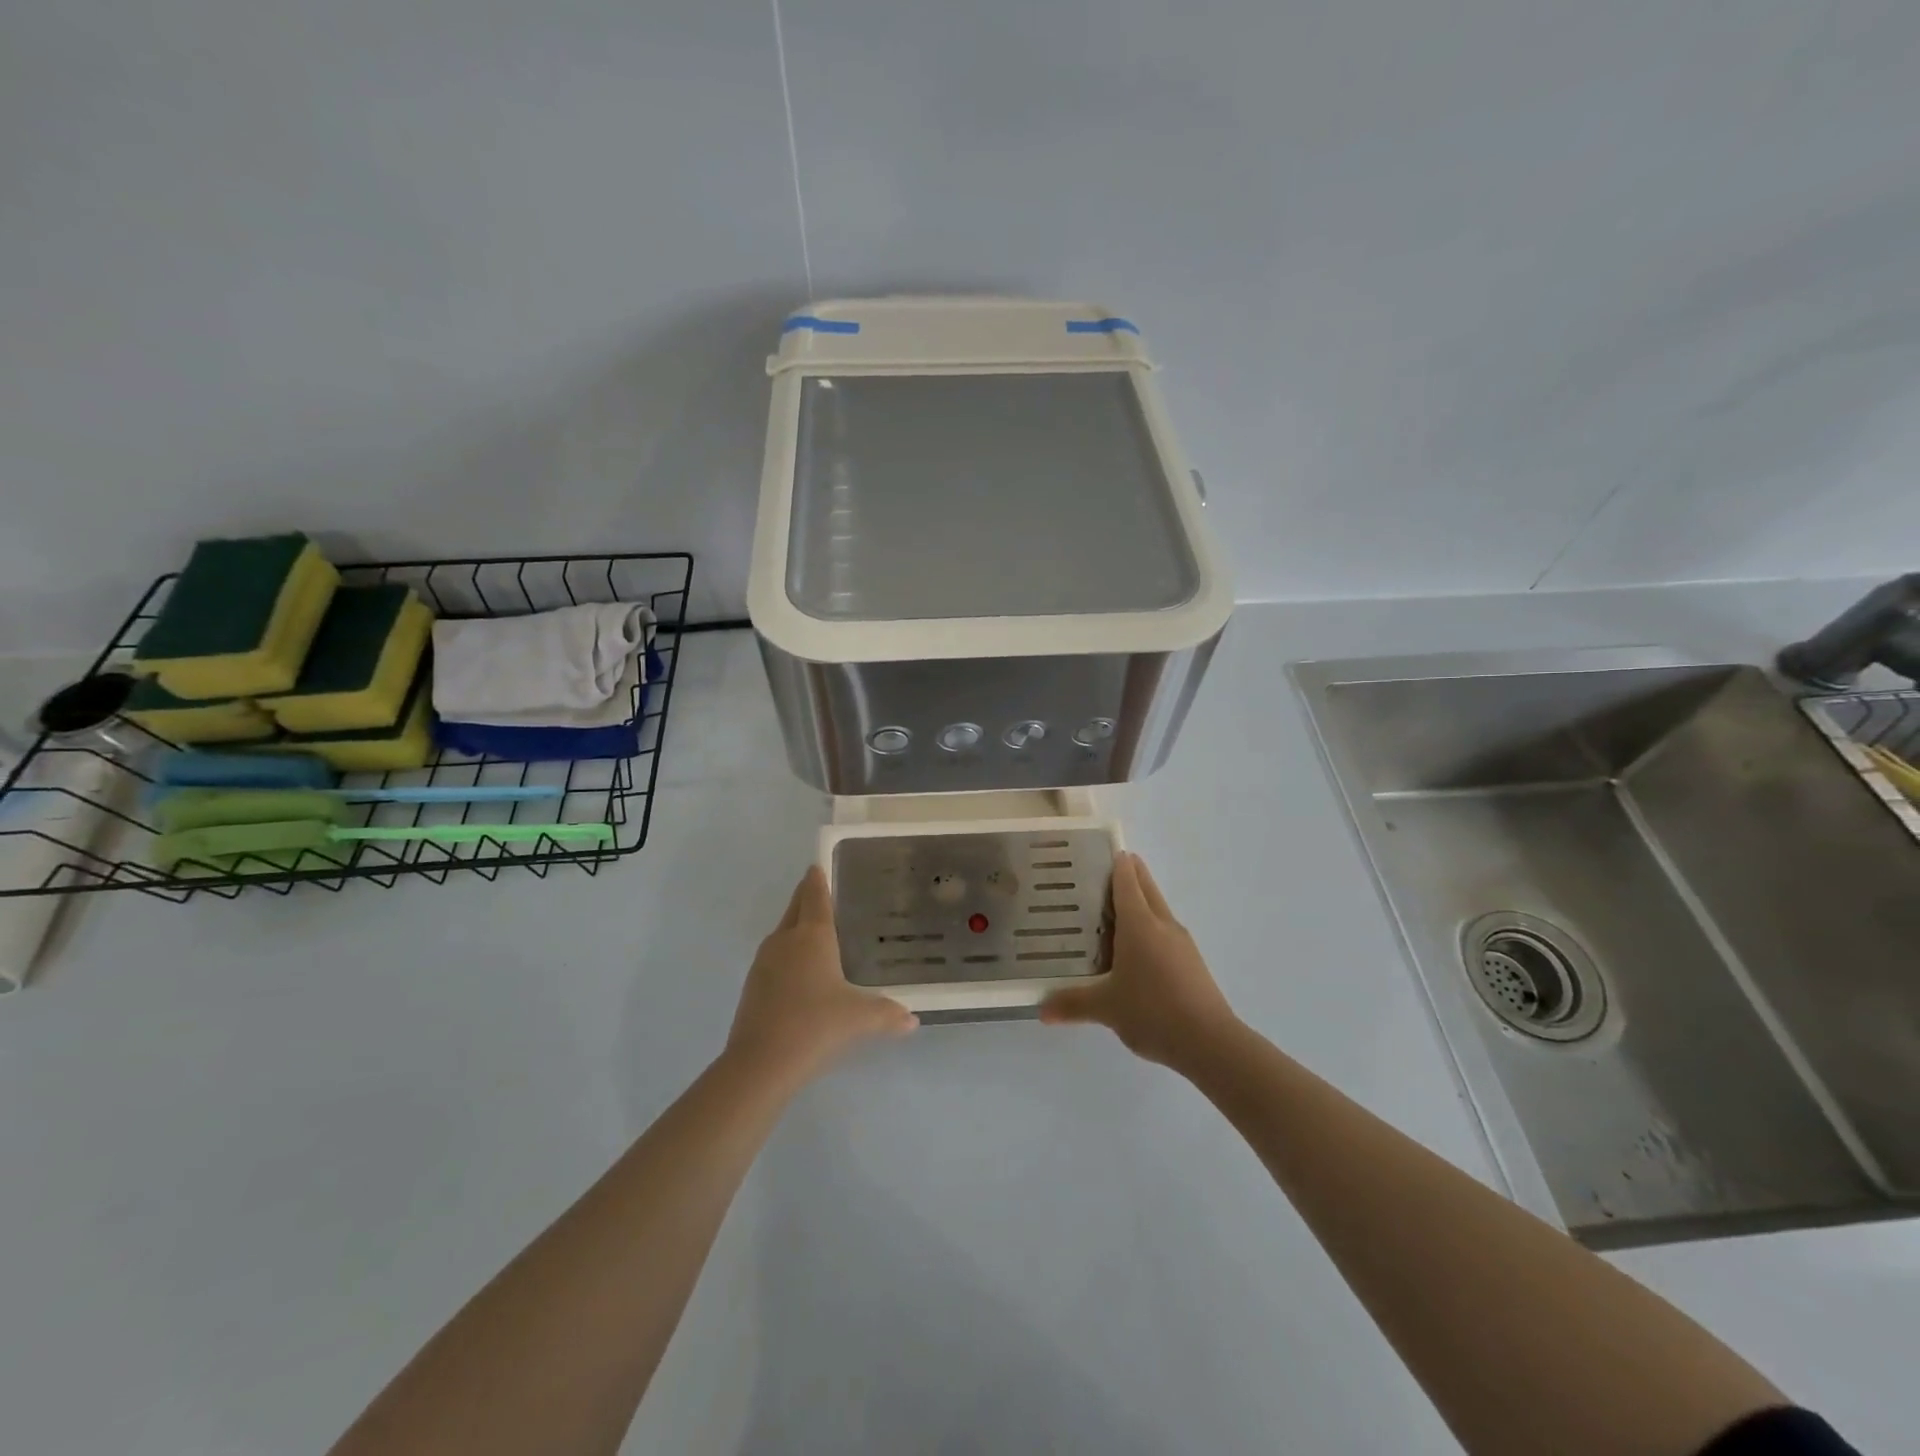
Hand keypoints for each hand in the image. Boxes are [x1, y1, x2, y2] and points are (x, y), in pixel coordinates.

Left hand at [725, 866, 916, 1089]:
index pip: (815, 896)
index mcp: (813, 936)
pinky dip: (787, 954)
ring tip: (815, 932)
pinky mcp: (752, 985)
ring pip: (782, 932)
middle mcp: (786, 940)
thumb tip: (912, 1020)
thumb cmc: (815, 1026)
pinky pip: (774, 957)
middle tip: (819, 889)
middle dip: (805, 896)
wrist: (760, 1063)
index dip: (818, 880)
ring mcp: (764, 962)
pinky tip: (799, 972)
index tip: (818, 865)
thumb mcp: (859, 1019)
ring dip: (795, 926)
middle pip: (795, 908)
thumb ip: (887, 1014)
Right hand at [1040, 852, 1237, 1069]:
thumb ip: (1072, 1004)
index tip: (1102, 851)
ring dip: (1141, 901)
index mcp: (1140, 924)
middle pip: (1146, 887)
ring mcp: (1181, 943)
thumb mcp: (1106, 1008)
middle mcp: (1162, 924)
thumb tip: (1041, 1011)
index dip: (1116, 863)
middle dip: (1130, 874)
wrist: (1210, 1043)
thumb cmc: (1152, 1011)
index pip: (1127, 881)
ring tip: (1114, 910)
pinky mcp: (1191, 962)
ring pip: (1158, 909)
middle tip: (1104, 872)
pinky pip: (1165, 932)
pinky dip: (1150, 927)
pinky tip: (1137, 950)